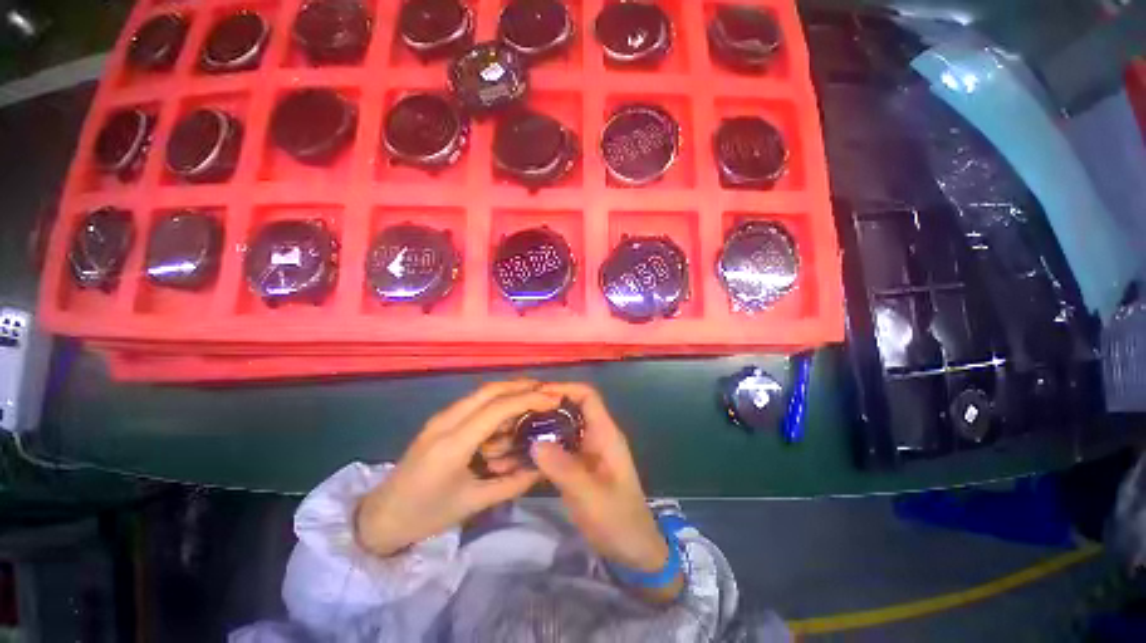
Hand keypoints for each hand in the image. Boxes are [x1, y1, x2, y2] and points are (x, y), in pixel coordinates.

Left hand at [356, 380, 561, 555]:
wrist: (380, 517)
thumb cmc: (426, 515)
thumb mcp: (473, 503)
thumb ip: (512, 483)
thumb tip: (543, 467)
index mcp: (453, 443)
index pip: (497, 408)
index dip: (529, 399)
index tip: (553, 399)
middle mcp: (446, 421)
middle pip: (490, 389)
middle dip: (522, 386)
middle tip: (547, 392)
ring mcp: (441, 418)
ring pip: (482, 394)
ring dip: (510, 394)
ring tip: (533, 405)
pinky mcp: (441, 421)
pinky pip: (474, 405)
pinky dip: (496, 405)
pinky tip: (507, 421)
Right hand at [532, 383, 681, 600]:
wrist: (633, 551)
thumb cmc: (618, 520)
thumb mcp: (591, 496)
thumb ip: (564, 468)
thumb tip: (535, 442)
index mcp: (605, 434)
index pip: (587, 396)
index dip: (564, 388)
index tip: (537, 394)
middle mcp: (597, 436)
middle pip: (572, 408)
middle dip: (547, 407)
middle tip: (517, 412)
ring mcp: (588, 451)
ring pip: (564, 427)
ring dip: (542, 426)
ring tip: (515, 429)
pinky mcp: (580, 466)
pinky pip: (560, 447)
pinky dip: (544, 446)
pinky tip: (524, 453)